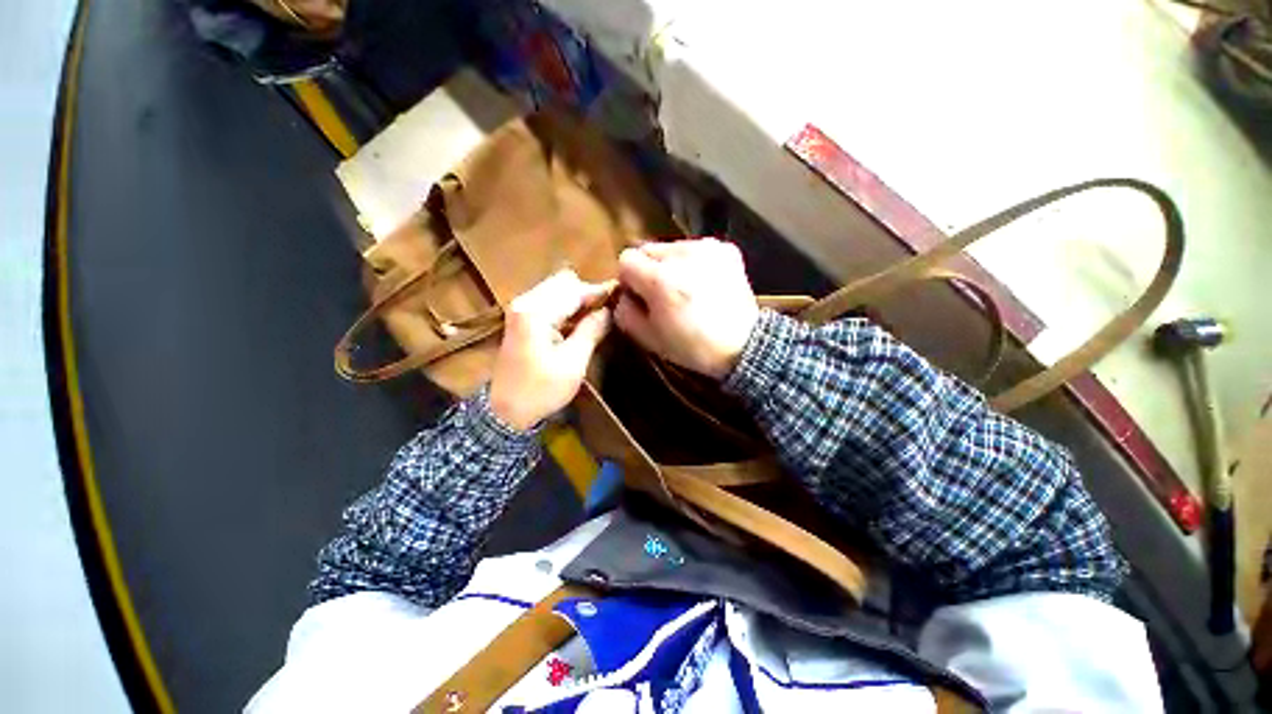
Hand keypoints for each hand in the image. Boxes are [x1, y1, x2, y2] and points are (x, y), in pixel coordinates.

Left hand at [489, 270, 614, 430]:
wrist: (505, 411)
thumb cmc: (541, 390)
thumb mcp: (573, 363)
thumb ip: (592, 330)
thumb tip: (609, 311)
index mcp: (536, 312)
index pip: (574, 290)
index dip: (599, 291)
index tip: (622, 293)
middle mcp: (525, 302)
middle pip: (563, 282)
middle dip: (588, 292)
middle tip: (609, 308)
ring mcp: (520, 309)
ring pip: (556, 289)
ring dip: (578, 299)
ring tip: (599, 314)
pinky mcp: (521, 319)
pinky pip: (549, 301)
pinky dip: (567, 306)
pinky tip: (580, 321)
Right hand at [614, 239, 758, 378]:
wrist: (743, 346)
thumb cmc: (693, 347)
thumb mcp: (650, 339)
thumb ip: (625, 313)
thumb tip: (623, 296)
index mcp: (660, 279)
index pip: (626, 259)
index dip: (629, 280)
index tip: (640, 297)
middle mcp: (682, 255)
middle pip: (648, 249)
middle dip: (649, 270)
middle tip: (663, 295)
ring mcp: (707, 249)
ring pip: (672, 247)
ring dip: (671, 265)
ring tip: (686, 290)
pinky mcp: (726, 249)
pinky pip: (696, 248)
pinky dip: (694, 263)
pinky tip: (704, 283)